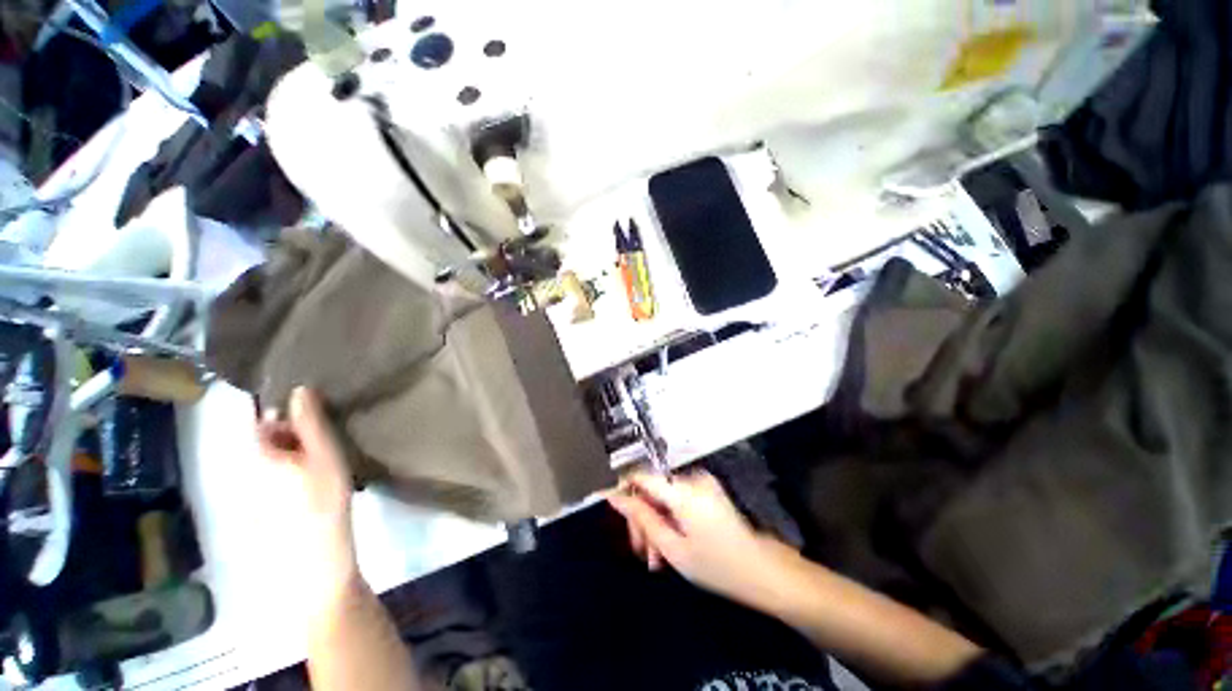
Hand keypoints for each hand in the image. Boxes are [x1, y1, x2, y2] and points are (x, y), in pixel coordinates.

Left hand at [256, 387, 360, 614]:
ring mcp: (252, 486)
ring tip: (323, 450)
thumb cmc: (322, 498)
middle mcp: (247, 465)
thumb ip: (309, 422)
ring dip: (293, 445)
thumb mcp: (323, 454)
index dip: (279, 404)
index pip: (258, 417)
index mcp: (257, 452)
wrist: (313, 554)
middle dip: (290, 427)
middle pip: (265, 435)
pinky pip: (274, 470)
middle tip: (324, 430)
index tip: (307, 398)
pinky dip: (291, 463)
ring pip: (271, 453)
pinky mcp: (262, 501)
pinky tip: (314, 473)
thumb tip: (299, 388)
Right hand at [607, 471, 798, 608]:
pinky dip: (669, 519)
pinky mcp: (708, 491)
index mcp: (682, 490)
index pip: (640, 476)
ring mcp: (702, 484)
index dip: (622, 490)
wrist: (763, 571)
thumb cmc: (717, 565)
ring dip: (655, 523)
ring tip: (656, 558)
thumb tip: (615, 497)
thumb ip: (642, 518)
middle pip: (651, 489)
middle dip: (641, 519)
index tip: (611, 511)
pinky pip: (678, 499)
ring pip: (663, 497)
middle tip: (641, 552)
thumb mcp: (673, 548)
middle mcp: (691, 478)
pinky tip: (670, 546)